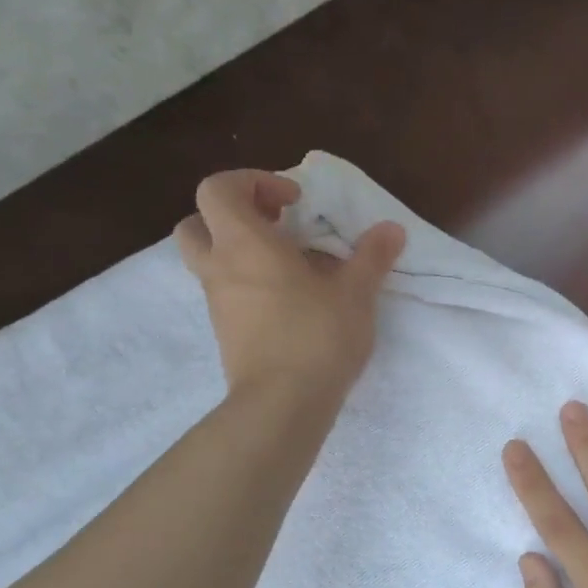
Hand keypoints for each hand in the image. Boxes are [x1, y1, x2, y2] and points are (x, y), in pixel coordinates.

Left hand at [175, 170, 405, 398]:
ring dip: (240, 252)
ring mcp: (218, 304)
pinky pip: (227, 294)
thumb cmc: (317, 336)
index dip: (252, 182)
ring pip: (209, 261)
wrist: (283, 404)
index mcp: (244, 244)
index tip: (293, 201)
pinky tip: (291, 302)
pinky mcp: (226, 334)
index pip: (218, 189)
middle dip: (232, 216)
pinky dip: (248, 285)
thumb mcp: (356, 292)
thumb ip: (372, 256)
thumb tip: (391, 229)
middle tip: (274, 227)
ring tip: (290, 267)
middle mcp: (220, 268)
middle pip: (196, 223)